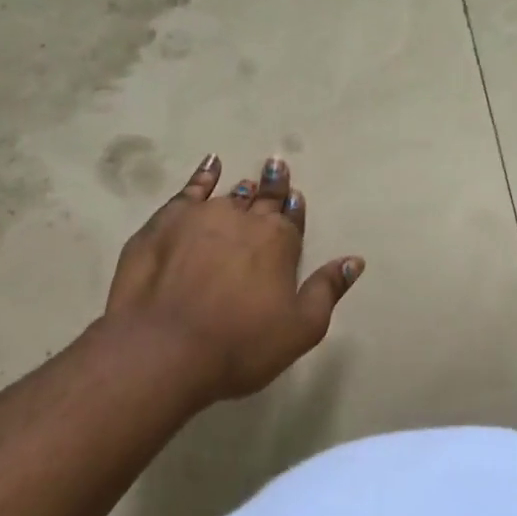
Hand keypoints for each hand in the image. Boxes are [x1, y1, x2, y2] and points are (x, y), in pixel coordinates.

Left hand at [104, 154, 363, 404]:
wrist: (162, 350)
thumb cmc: (240, 346)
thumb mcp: (300, 329)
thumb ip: (327, 290)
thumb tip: (354, 261)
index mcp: (279, 242)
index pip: (291, 217)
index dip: (294, 208)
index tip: (295, 197)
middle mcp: (244, 220)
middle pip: (263, 199)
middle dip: (273, 186)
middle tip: (277, 168)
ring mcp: (202, 216)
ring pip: (229, 195)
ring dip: (242, 189)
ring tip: (249, 181)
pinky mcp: (165, 222)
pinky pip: (190, 190)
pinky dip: (203, 176)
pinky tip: (210, 165)